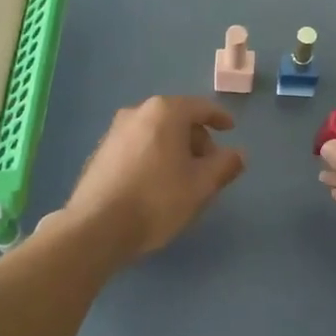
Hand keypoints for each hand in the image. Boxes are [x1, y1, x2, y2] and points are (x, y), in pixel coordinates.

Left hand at [62, 97, 245, 259]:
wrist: (97, 227)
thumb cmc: (158, 199)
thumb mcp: (202, 185)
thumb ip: (225, 165)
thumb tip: (238, 154)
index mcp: (165, 112)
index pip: (201, 107)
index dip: (219, 117)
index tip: (230, 129)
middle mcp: (137, 112)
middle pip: (177, 119)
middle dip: (197, 139)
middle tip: (209, 166)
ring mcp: (115, 132)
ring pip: (156, 133)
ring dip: (174, 150)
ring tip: (184, 179)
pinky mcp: (100, 153)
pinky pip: (138, 147)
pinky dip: (154, 157)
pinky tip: (157, 184)